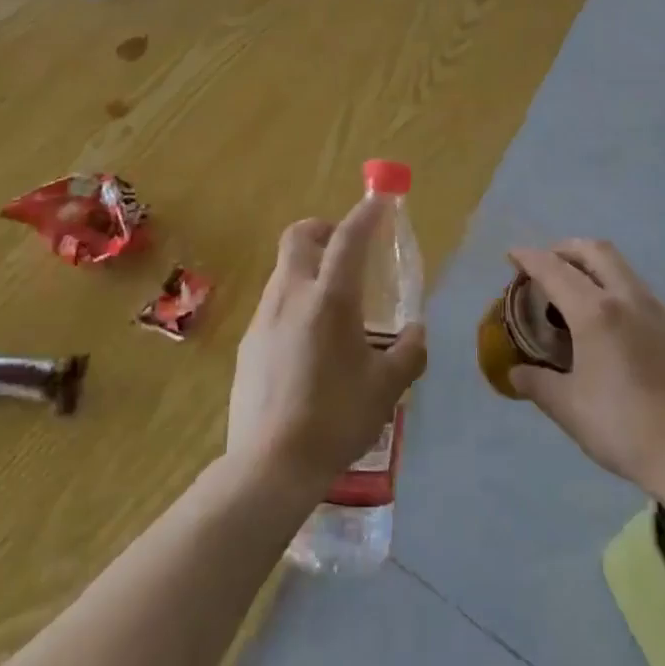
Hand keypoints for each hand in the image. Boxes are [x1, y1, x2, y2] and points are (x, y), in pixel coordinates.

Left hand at [227, 199, 427, 498]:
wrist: (270, 464)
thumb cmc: (336, 418)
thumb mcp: (387, 388)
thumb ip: (408, 353)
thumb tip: (417, 333)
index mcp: (330, 299)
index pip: (349, 238)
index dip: (366, 214)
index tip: (379, 201)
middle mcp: (292, 295)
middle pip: (299, 236)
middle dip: (323, 229)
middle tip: (346, 249)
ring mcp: (264, 317)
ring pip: (284, 270)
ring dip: (308, 267)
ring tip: (333, 303)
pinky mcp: (248, 342)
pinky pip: (274, 304)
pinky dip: (294, 301)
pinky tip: (308, 342)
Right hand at [508, 239, 664, 501]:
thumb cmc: (624, 429)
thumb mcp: (569, 409)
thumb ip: (537, 384)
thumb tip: (516, 373)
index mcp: (596, 313)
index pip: (554, 270)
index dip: (530, 258)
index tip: (513, 254)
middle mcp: (628, 299)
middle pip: (595, 251)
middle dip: (566, 249)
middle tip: (546, 265)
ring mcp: (658, 311)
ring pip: (621, 268)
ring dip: (593, 266)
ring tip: (575, 292)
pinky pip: (639, 291)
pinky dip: (615, 288)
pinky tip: (610, 322)